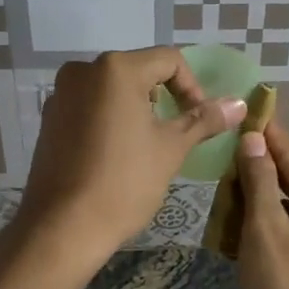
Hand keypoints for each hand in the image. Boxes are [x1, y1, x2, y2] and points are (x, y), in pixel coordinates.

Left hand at [13, 48, 243, 265]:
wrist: (62, 227)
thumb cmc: (124, 183)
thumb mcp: (171, 149)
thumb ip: (203, 120)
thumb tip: (239, 103)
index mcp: (116, 69)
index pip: (169, 61)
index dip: (192, 88)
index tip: (199, 121)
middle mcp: (83, 71)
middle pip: (138, 71)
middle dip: (164, 98)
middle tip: (177, 134)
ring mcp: (61, 94)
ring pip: (112, 90)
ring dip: (137, 109)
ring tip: (148, 146)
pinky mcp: (49, 119)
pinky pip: (90, 107)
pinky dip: (110, 120)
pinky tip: (117, 154)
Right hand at [234, 122, 288, 288]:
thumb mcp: (265, 228)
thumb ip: (259, 179)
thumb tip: (253, 139)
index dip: (264, 135)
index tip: (243, 110)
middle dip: (255, 175)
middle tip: (218, 160)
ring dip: (257, 204)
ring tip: (221, 194)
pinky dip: (267, 228)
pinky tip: (235, 227)